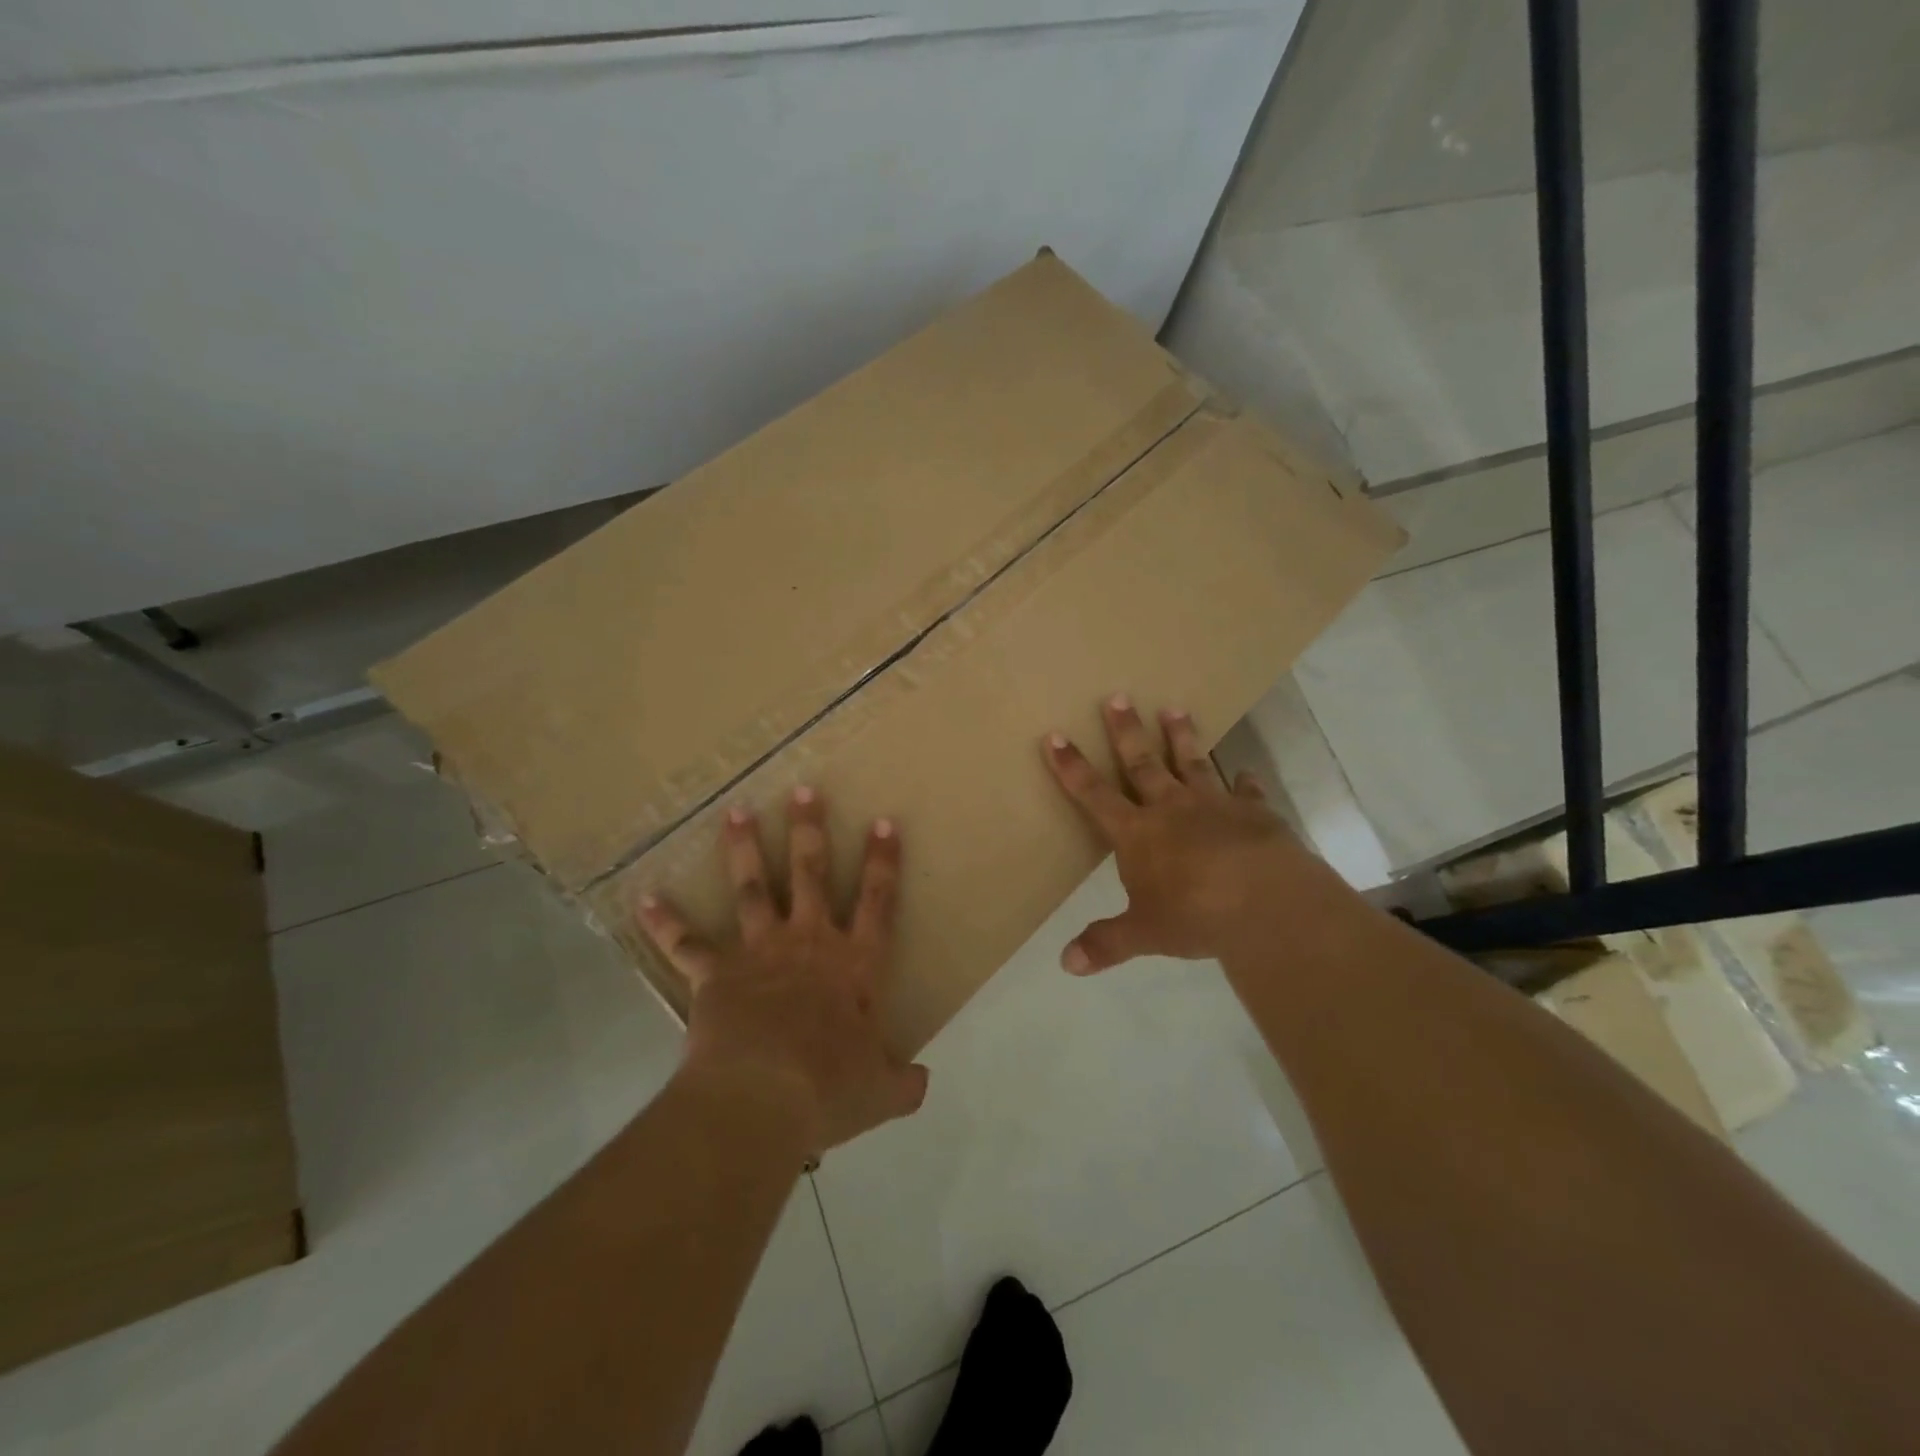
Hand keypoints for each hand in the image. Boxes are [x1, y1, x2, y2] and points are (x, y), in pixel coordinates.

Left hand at [633, 788, 929, 1157]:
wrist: (761, 1099)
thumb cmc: (828, 1089)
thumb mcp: (880, 1092)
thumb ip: (903, 1083)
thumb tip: (922, 1084)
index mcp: (854, 964)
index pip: (877, 901)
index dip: (883, 861)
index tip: (882, 822)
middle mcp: (809, 943)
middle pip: (810, 874)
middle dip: (809, 830)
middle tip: (803, 789)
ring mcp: (759, 952)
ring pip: (752, 889)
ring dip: (744, 849)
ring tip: (736, 812)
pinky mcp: (716, 974)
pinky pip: (686, 944)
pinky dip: (665, 922)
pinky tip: (645, 899)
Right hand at [1043, 694, 1308, 973]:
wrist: (1267, 903)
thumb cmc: (1195, 914)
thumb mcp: (1144, 934)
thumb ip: (1105, 943)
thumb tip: (1066, 965)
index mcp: (1137, 833)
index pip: (1094, 794)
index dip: (1072, 767)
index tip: (1056, 735)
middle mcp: (1171, 808)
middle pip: (1142, 763)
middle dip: (1126, 732)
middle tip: (1118, 697)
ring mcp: (1214, 805)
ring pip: (1192, 762)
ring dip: (1182, 736)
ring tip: (1175, 708)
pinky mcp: (1254, 812)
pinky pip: (1245, 791)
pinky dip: (1244, 782)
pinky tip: (1245, 771)